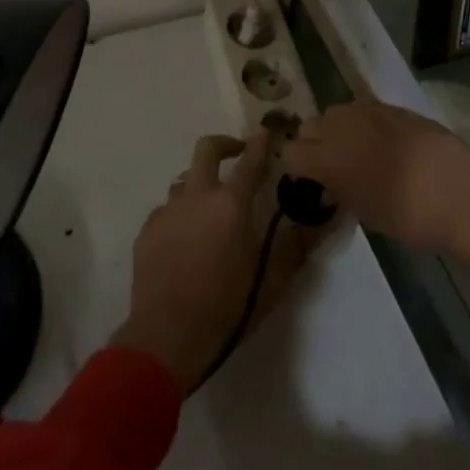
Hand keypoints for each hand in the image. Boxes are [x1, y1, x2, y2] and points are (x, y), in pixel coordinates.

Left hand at [111, 134, 301, 391]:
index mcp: (231, 204)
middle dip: (224, 144)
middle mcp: (197, 196)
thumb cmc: (227, 307)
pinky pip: (166, 210)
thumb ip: (296, 246)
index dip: (260, 145)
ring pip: (184, 180)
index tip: (266, 134)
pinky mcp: (147, 231)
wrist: (167, 335)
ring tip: (210, 207)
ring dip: (199, 184)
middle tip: (237, 154)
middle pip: (207, 149)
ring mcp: (168, 211)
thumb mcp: (272, 280)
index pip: (251, 162)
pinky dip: (179, 214)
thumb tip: (322, 221)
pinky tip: (185, 238)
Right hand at [281, 102, 469, 274]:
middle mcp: (341, 127)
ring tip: (356, 150)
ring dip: (337, 129)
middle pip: (309, 126)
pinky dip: (362, 122)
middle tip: (332, 167)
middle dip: (313, 145)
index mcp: (328, 159)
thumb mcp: (367, 214)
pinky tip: (380, 140)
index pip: (290, 153)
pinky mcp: (392, 105)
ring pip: (335, 112)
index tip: (309, 182)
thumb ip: (340, 192)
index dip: (296, 169)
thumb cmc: (412, 218)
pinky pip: (362, 108)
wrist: (463, 194)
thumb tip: (329, 185)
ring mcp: (367, 111)